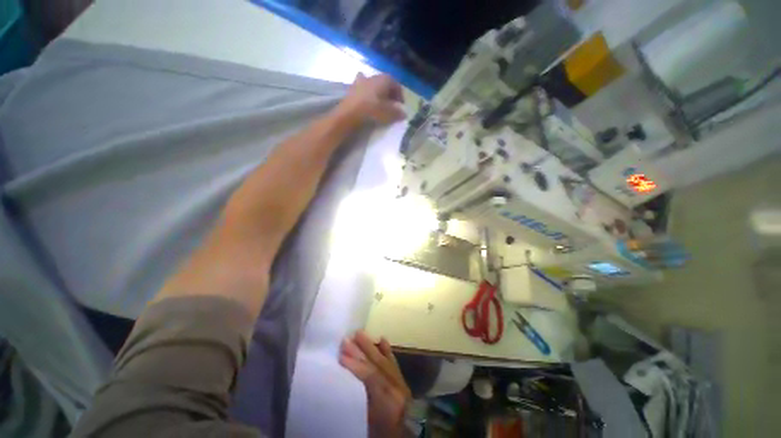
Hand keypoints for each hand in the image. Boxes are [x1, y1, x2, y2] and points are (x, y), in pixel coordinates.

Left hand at [338, 74, 405, 124]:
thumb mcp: (388, 113)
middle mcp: (372, 77)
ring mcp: (360, 81)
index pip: (395, 84)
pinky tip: (365, 101)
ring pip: (372, 85)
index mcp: (383, 79)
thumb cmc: (372, 110)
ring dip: (377, 92)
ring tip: (379, 104)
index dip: (400, 95)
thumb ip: (397, 113)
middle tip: (391, 105)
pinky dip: (366, 94)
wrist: (349, 114)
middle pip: (384, 83)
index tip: (401, 105)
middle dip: (389, 93)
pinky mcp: (351, 89)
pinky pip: (362, 90)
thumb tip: (403, 114)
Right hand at [340, 331, 411, 437]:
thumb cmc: (380, 434)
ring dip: (371, 346)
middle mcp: (398, 390)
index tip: (341, 355)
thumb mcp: (366, 422)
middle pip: (378, 364)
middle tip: (347, 339)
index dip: (356, 365)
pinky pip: (394, 364)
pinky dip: (387, 351)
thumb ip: (360, 399)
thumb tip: (346, 378)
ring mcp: (402, 385)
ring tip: (359, 334)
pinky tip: (382, 339)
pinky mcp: (404, 384)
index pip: (372, 377)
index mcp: (389, 403)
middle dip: (361, 350)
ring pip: (384, 361)